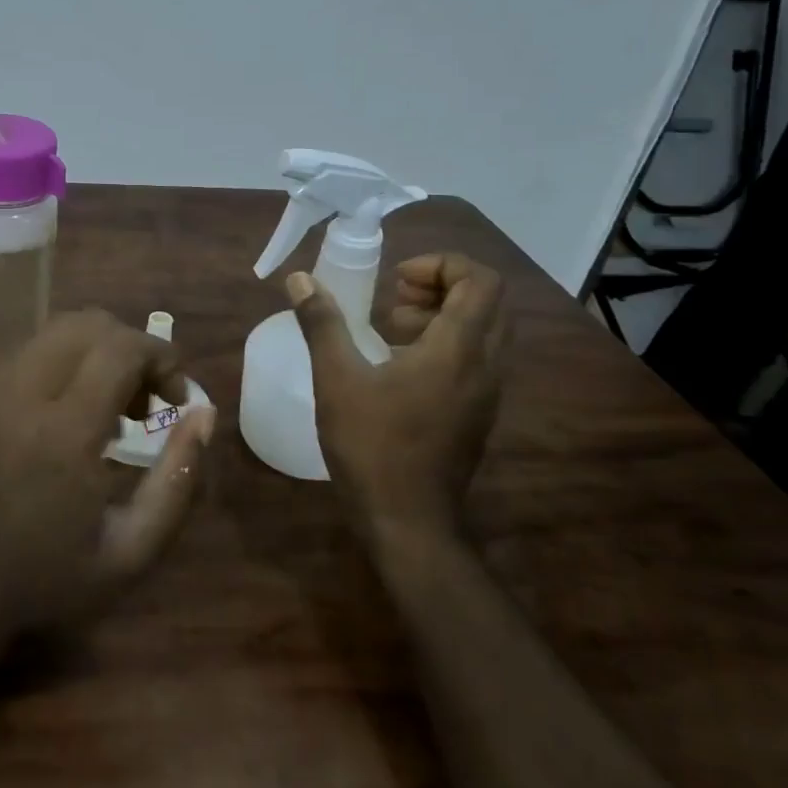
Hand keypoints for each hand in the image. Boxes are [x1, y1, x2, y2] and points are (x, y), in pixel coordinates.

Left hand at [0, 309, 215, 642]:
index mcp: (63, 432)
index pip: (121, 348)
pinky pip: (31, 353)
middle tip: (148, 400)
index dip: (162, 356)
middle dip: (132, 347)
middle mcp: (21, 394)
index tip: (177, 396)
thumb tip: (203, 414)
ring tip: (114, 407)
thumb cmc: (48, 578)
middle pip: (88, 324)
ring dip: (99, 352)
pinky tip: (73, 414)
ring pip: (57, 331)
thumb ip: (177, 479)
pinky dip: (66, 363)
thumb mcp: (131, 550)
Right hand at [286, 253, 507, 548]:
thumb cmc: (372, 446)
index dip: (442, 265)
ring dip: (444, 314)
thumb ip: (321, 324)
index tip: (397, 280)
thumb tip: (300, 279)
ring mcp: (486, 393)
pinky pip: (476, 358)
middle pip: (487, 301)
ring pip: (484, 331)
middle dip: (442, 285)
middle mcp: (485, 365)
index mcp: (458, 349)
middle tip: (396, 297)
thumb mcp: (337, 380)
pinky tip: (400, 365)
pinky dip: (446, 344)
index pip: (481, 280)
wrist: (408, 523)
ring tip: (393, 328)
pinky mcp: (478, 414)